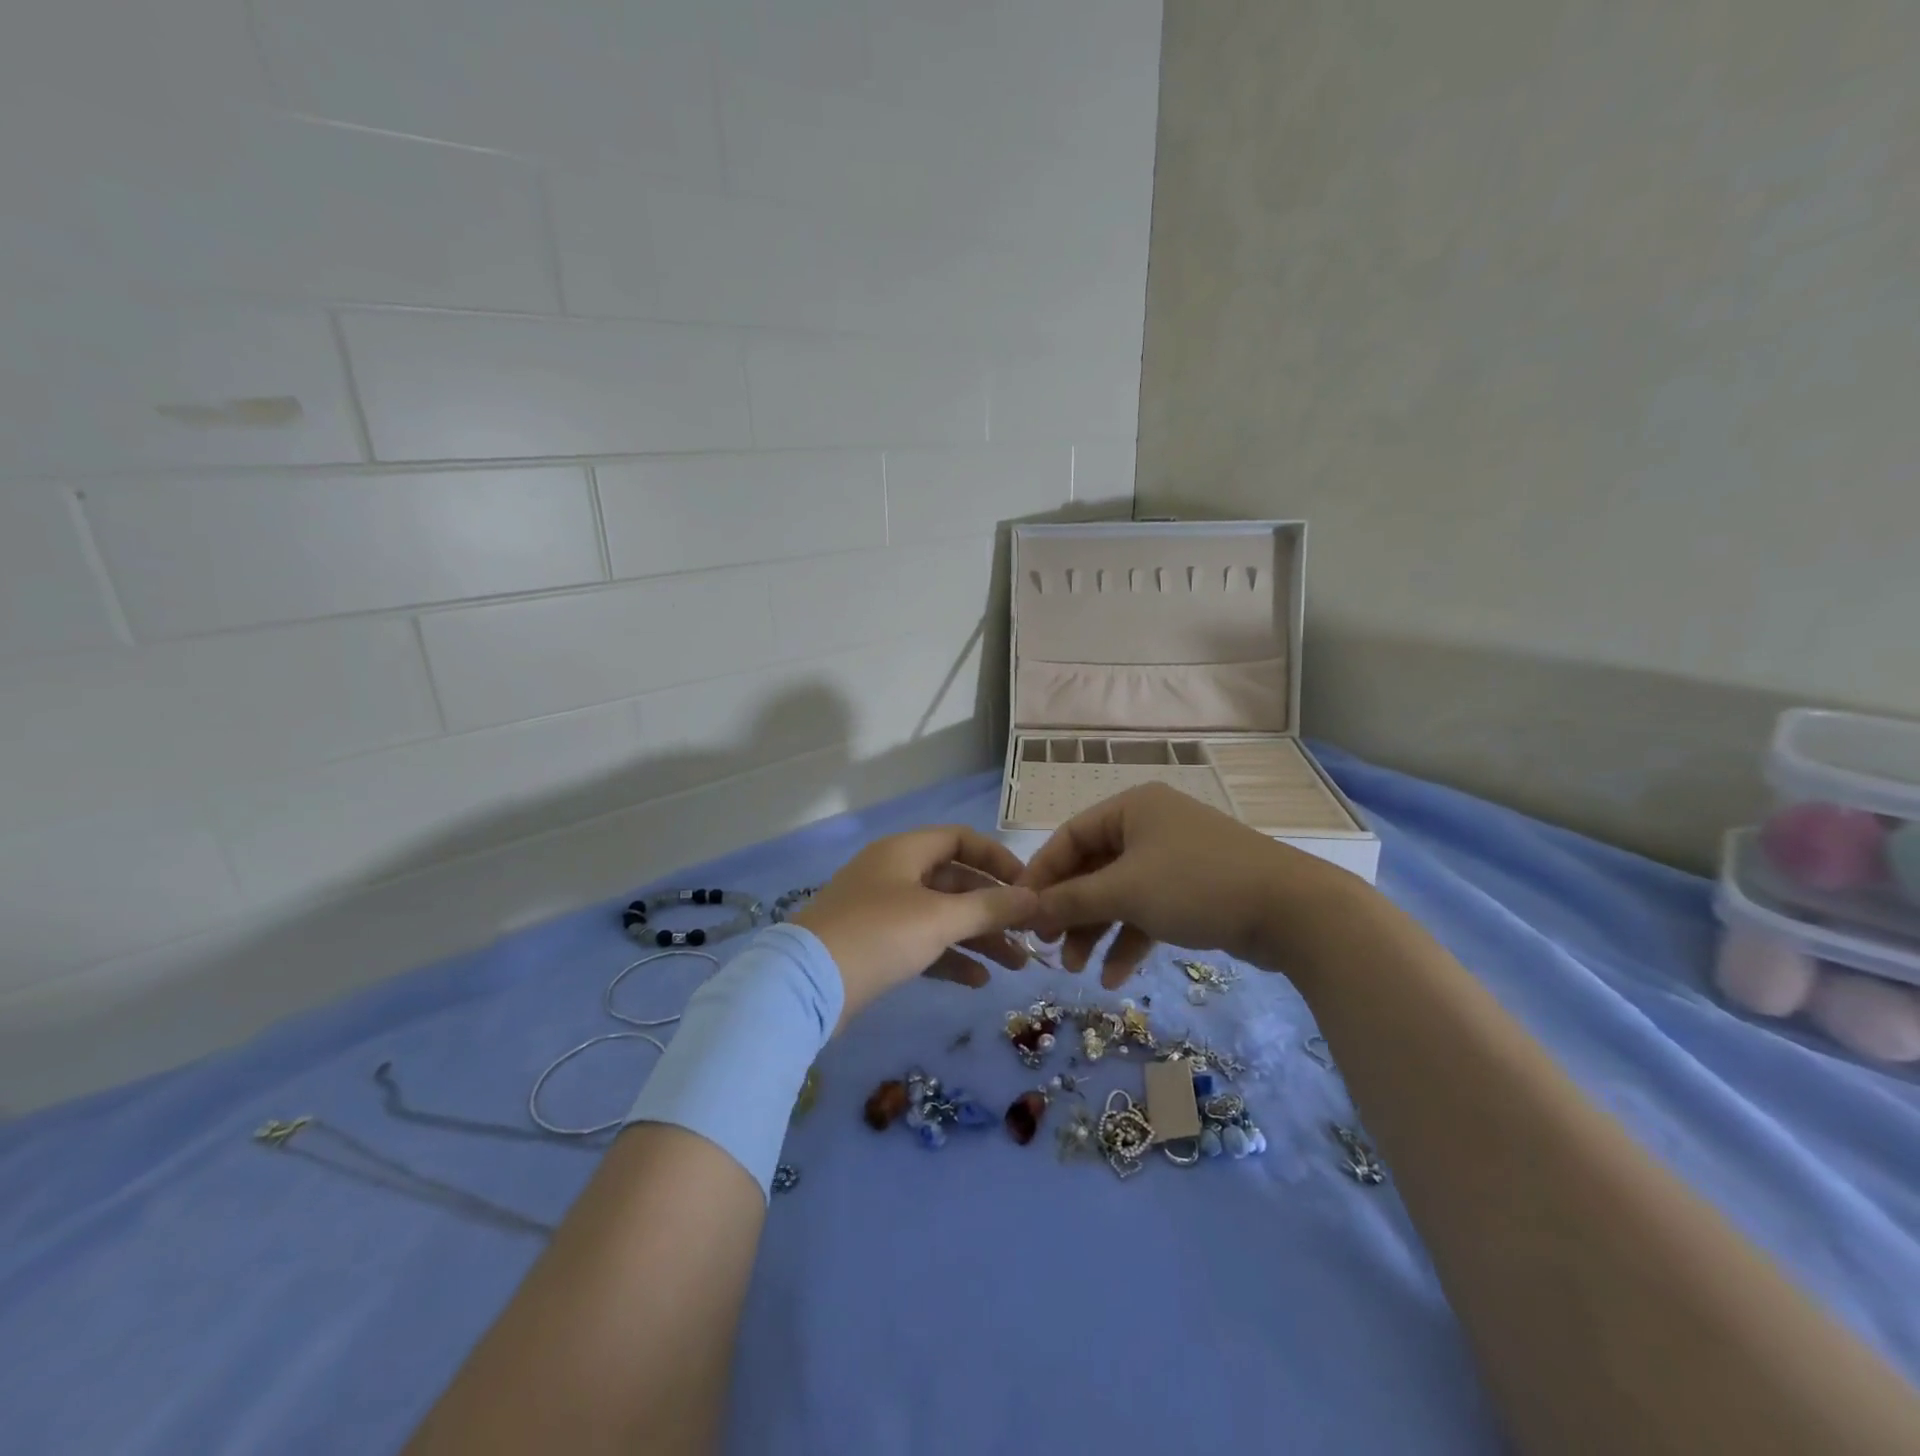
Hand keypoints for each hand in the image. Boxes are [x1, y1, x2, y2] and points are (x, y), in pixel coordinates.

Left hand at [793, 826, 1038, 1026]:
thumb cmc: (879, 935)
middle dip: (993, 908)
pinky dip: (950, 957)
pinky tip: (978, 980)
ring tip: (1016, 965)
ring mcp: (882, 910)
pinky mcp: (874, 945)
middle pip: (955, 881)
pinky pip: (922, 942)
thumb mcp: (940, 918)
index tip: (1028, 886)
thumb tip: (1034, 898)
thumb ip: (990, 907)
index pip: (961, 839)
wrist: (805, 985)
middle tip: (1029, 934)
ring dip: (978, 937)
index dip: (997, 859)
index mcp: (905, 851)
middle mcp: (894, 873)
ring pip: (941, 916)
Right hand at [1018, 783, 1361, 985]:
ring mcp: (1174, 859)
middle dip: (1070, 911)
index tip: (1019, 910)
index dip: (1041, 874)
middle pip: (1094, 869)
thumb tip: (1024, 909)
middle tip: (1049, 948)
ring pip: (1120, 894)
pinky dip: (1131, 940)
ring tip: (1077, 970)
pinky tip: (1117, 977)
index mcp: (1131, 808)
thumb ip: (1071, 900)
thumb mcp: (1125, 891)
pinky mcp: (1195, 891)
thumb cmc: (1195, 885)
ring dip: (1097, 931)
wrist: (1291, 910)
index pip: (1070, 837)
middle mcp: (1150, 826)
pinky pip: (1149, 911)